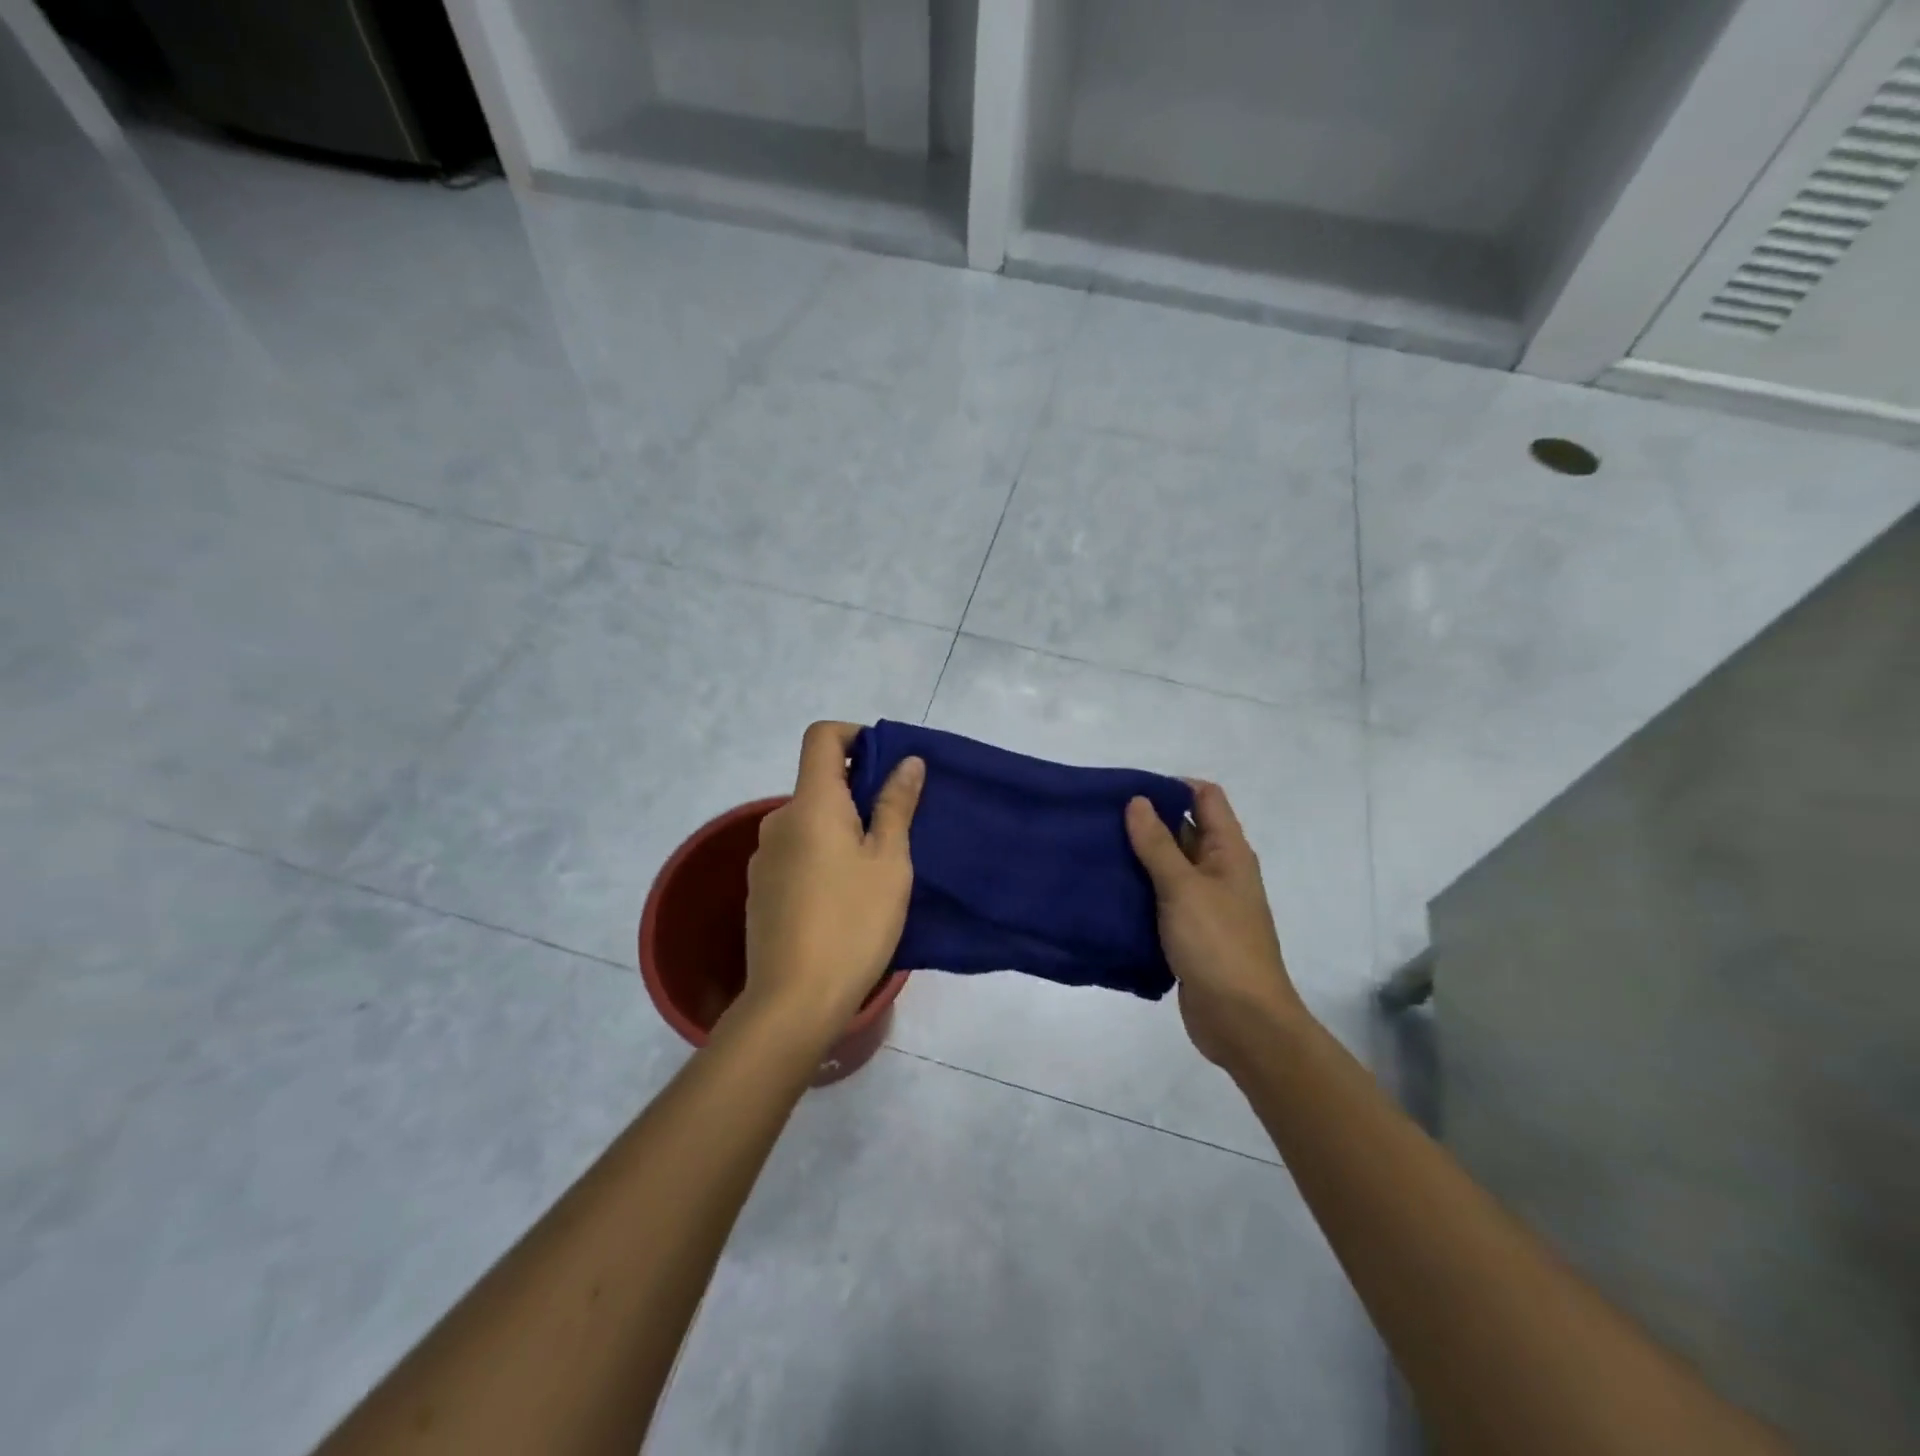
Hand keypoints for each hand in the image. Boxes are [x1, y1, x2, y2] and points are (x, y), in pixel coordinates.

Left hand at [741, 721, 924, 1046]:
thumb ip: (896, 805)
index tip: (887, 764)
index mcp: (811, 804)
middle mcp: (778, 821)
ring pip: (809, 823)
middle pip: (818, 783)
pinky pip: (796, 854)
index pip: (822, 736)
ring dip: (841, 829)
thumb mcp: (889, 861)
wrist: (793, 1002)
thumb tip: (907, 761)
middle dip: (858, 792)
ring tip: (874, 871)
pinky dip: (822, 857)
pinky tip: (843, 900)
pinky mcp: (760, 891)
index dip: (855, 735)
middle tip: (896, 828)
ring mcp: (764, 858)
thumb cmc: (853, 922)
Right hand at [1126, 781, 1308, 1070]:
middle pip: (1184, 830)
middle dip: (1147, 821)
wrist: (1241, 1021)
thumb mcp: (1183, 887)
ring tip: (1095, 850)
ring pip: (1169, 867)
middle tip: (1100, 818)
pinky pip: (1161, 900)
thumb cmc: (1217, 944)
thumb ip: (1158, 844)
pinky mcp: (1188, 932)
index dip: (1172, 786)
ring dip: (1139, 858)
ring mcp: (1204, 904)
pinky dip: (1139, 891)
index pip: (1205, 798)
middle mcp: (1219, 871)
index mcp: (1228, 852)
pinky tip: (1107, 890)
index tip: (1130, 790)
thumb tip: (1137, 801)